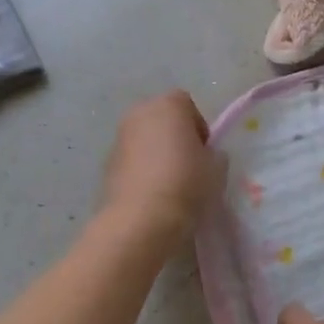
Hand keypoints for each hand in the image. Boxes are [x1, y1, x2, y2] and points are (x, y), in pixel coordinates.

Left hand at [100, 90, 217, 246]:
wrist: (142, 218)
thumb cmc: (186, 183)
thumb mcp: (216, 168)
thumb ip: (214, 154)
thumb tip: (206, 156)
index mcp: (168, 105)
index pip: (188, 105)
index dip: (199, 127)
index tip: (205, 152)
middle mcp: (139, 113)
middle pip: (162, 118)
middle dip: (175, 137)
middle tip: (190, 165)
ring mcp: (119, 137)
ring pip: (145, 139)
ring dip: (157, 153)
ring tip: (171, 183)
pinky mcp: (107, 163)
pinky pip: (132, 159)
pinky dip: (142, 169)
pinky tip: (153, 193)